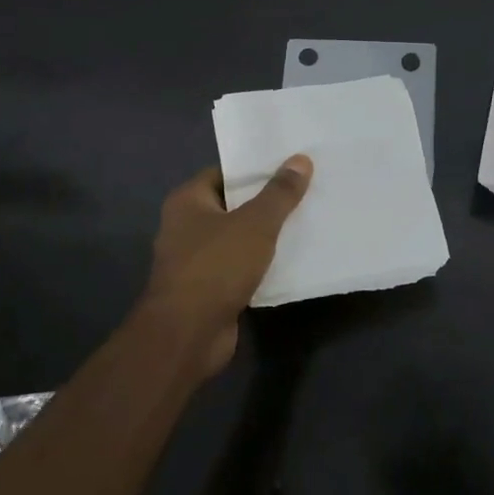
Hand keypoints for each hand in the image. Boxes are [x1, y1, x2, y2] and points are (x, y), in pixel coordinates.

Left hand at [138, 157, 312, 374]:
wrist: (188, 334)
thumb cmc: (216, 267)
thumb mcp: (255, 223)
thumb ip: (279, 193)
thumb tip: (300, 159)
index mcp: (188, 201)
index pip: (225, 173)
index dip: (257, 168)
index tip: (291, 164)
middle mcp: (186, 226)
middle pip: (234, 205)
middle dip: (267, 201)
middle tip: (307, 190)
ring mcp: (196, 260)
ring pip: (239, 238)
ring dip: (267, 234)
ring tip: (307, 220)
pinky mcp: (210, 288)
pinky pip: (241, 266)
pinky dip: (262, 263)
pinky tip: (293, 258)